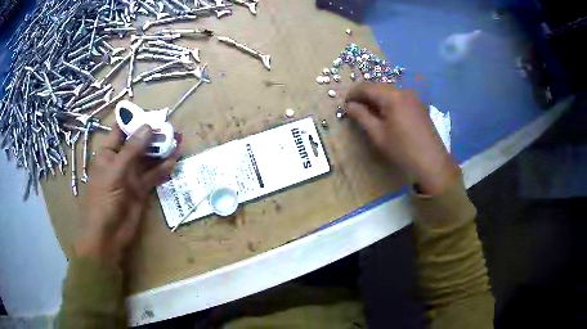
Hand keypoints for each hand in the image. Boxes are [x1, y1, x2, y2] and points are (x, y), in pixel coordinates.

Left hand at [73, 125, 179, 265]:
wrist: (107, 235)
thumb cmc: (103, 200)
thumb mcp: (115, 171)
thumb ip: (132, 150)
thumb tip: (149, 126)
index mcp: (108, 153)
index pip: (121, 130)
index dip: (135, 120)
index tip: (152, 113)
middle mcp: (120, 161)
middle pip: (138, 143)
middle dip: (153, 135)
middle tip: (171, 127)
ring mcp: (131, 176)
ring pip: (148, 158)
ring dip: (161, 150)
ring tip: (177, 140)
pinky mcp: (141, 190)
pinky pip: (154, 175)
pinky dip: (164, 168)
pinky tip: (175, 160)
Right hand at [345, 83, 457, 194]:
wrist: (432, 162)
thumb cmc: (402, 149)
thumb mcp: (377, 134)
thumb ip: (361, 116)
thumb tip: (348, 105)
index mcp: (391, 96)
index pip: (366, 87)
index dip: (353, 94)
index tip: (344, 104)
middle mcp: (403, 91)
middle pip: (378, 87)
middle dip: (365, 95)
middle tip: (355, 109)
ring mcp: (414, 97)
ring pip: (389, 91)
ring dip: (377, 98)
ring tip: (369, 113)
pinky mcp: (419, 105)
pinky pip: (400, 98)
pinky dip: (389, 102)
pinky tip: (387, 115)